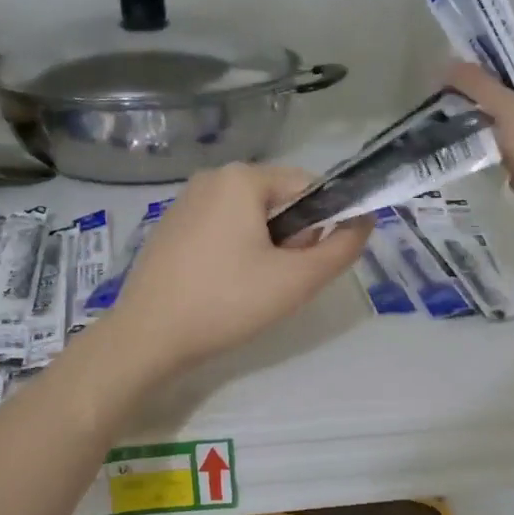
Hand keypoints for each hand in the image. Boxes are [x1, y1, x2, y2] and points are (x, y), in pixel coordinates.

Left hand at [100, 162, 371, 378]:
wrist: (148, 337)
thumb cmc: (227, 302)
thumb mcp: (297, 280)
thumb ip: (341, 248)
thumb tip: (365, 220)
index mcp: (242, 178)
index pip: (308, 187)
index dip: (321, 225)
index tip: (306, 264)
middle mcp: (211, 178)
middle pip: (278, 202)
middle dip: (290, 239)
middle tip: (277, 282)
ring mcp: (185, 202)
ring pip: (250, 218)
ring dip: (265, 249)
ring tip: (250, 290)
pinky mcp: (170, 228)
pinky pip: (221, 230)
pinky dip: (234, 254)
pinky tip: (223, 288)